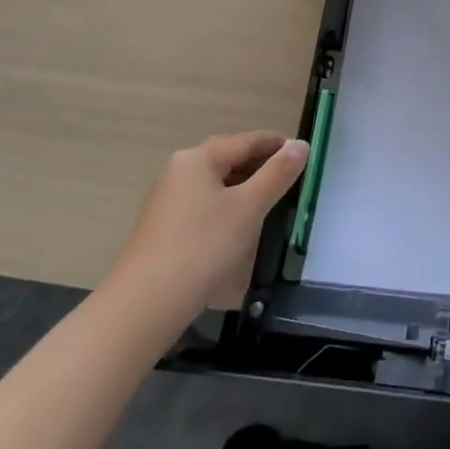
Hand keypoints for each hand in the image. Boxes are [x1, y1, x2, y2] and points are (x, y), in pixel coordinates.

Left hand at [106, 131, 308, 321]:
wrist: (144, 307)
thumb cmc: (202, 247)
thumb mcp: (248, 208)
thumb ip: (277, 174)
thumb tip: (301, 144)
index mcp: (198, 158)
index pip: (247, 140)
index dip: (278, 145)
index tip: (305, 155)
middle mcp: (179, 171)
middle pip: (229, 159)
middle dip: (262, 167)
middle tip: (293, 181)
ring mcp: (167, 201)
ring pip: (216, 185)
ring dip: (245, 190)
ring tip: (272, 205)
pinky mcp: (163, 229)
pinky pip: (203, 207)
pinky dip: (227, 209)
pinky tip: (240, 230)